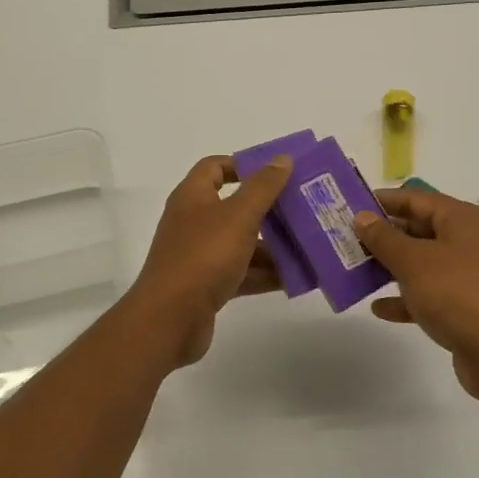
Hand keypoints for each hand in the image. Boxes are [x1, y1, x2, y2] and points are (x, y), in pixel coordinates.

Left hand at [128, 154, 292, 365]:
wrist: (170, 319)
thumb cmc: (204, 256)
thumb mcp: (239, 216)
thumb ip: (263, 187)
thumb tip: (282, 158)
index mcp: (193, 196)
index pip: (215, 167)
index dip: (244, 165)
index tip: (277, 173)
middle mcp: (193, 221)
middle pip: (234, 206)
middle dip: (269, 209)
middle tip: (304, 210)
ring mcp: (198, 255)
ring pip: (241, 242)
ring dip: (272, 245)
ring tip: (308, 246)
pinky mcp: (206, 285)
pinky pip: (240, 272)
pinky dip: (264, 273)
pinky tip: (295, 279)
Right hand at [354, 188, 478, 396]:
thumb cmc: (456, 294)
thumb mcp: (413, 261)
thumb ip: (384, 238)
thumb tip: (362, 217)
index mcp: (463, 219)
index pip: (417, 199)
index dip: (384, 201)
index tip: (351, 206)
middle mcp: (471, 241)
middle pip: (421, 230)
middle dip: (385, 237)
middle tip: (349, 240)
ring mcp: (473, 275)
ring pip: (425, 263)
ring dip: (393, 268)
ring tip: (358, 271)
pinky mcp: (470, 306)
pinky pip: (432, 294)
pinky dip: (408, 298)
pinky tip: (380, 309)